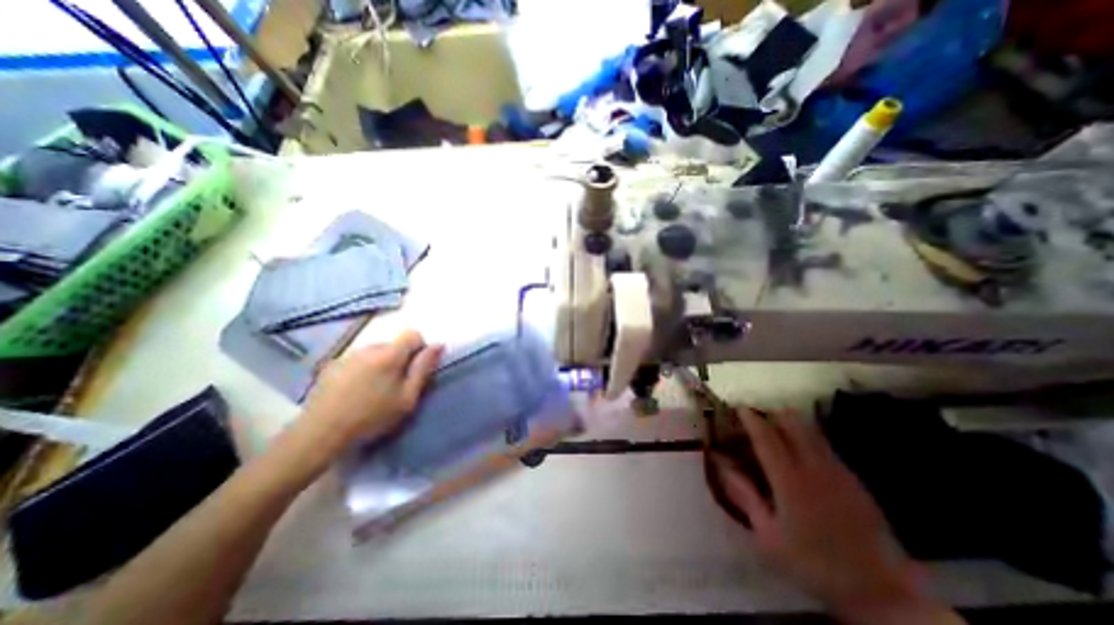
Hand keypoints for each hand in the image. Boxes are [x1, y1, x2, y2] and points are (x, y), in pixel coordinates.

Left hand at [302, 330, 447, 455]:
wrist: (320, 434)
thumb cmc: (371, 417)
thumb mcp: (407, 397)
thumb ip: (424, 368)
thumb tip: (439, 344)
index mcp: (389, 354)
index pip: (413, 334)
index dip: (419, 348)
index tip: (415, 370)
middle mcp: (368, 348)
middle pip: (393, 344)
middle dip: (399, 359)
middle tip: (394, 387)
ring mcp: (347, 355)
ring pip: (375, 352)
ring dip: (380, 365)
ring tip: (373, 391)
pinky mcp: (331, 365)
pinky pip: (357, 360)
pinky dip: (362, 370)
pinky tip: (355, 392)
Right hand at [717, 410, 962, 624]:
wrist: (881, 594)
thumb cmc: (813, 563)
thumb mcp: (768, 535)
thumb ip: (744, 495)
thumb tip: (721, 465)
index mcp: (789, 480)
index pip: (766, 438)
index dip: (751, 419)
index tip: (739, 407)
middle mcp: (814, 468)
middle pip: (792, 424)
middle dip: (772, 414)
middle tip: (758, 417)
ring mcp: (838, 471)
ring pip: (811, 431)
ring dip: (791, 422)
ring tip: (776, 427)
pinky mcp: (854, 480)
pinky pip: (825, 446)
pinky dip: (808, 438)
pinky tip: (802, 451)